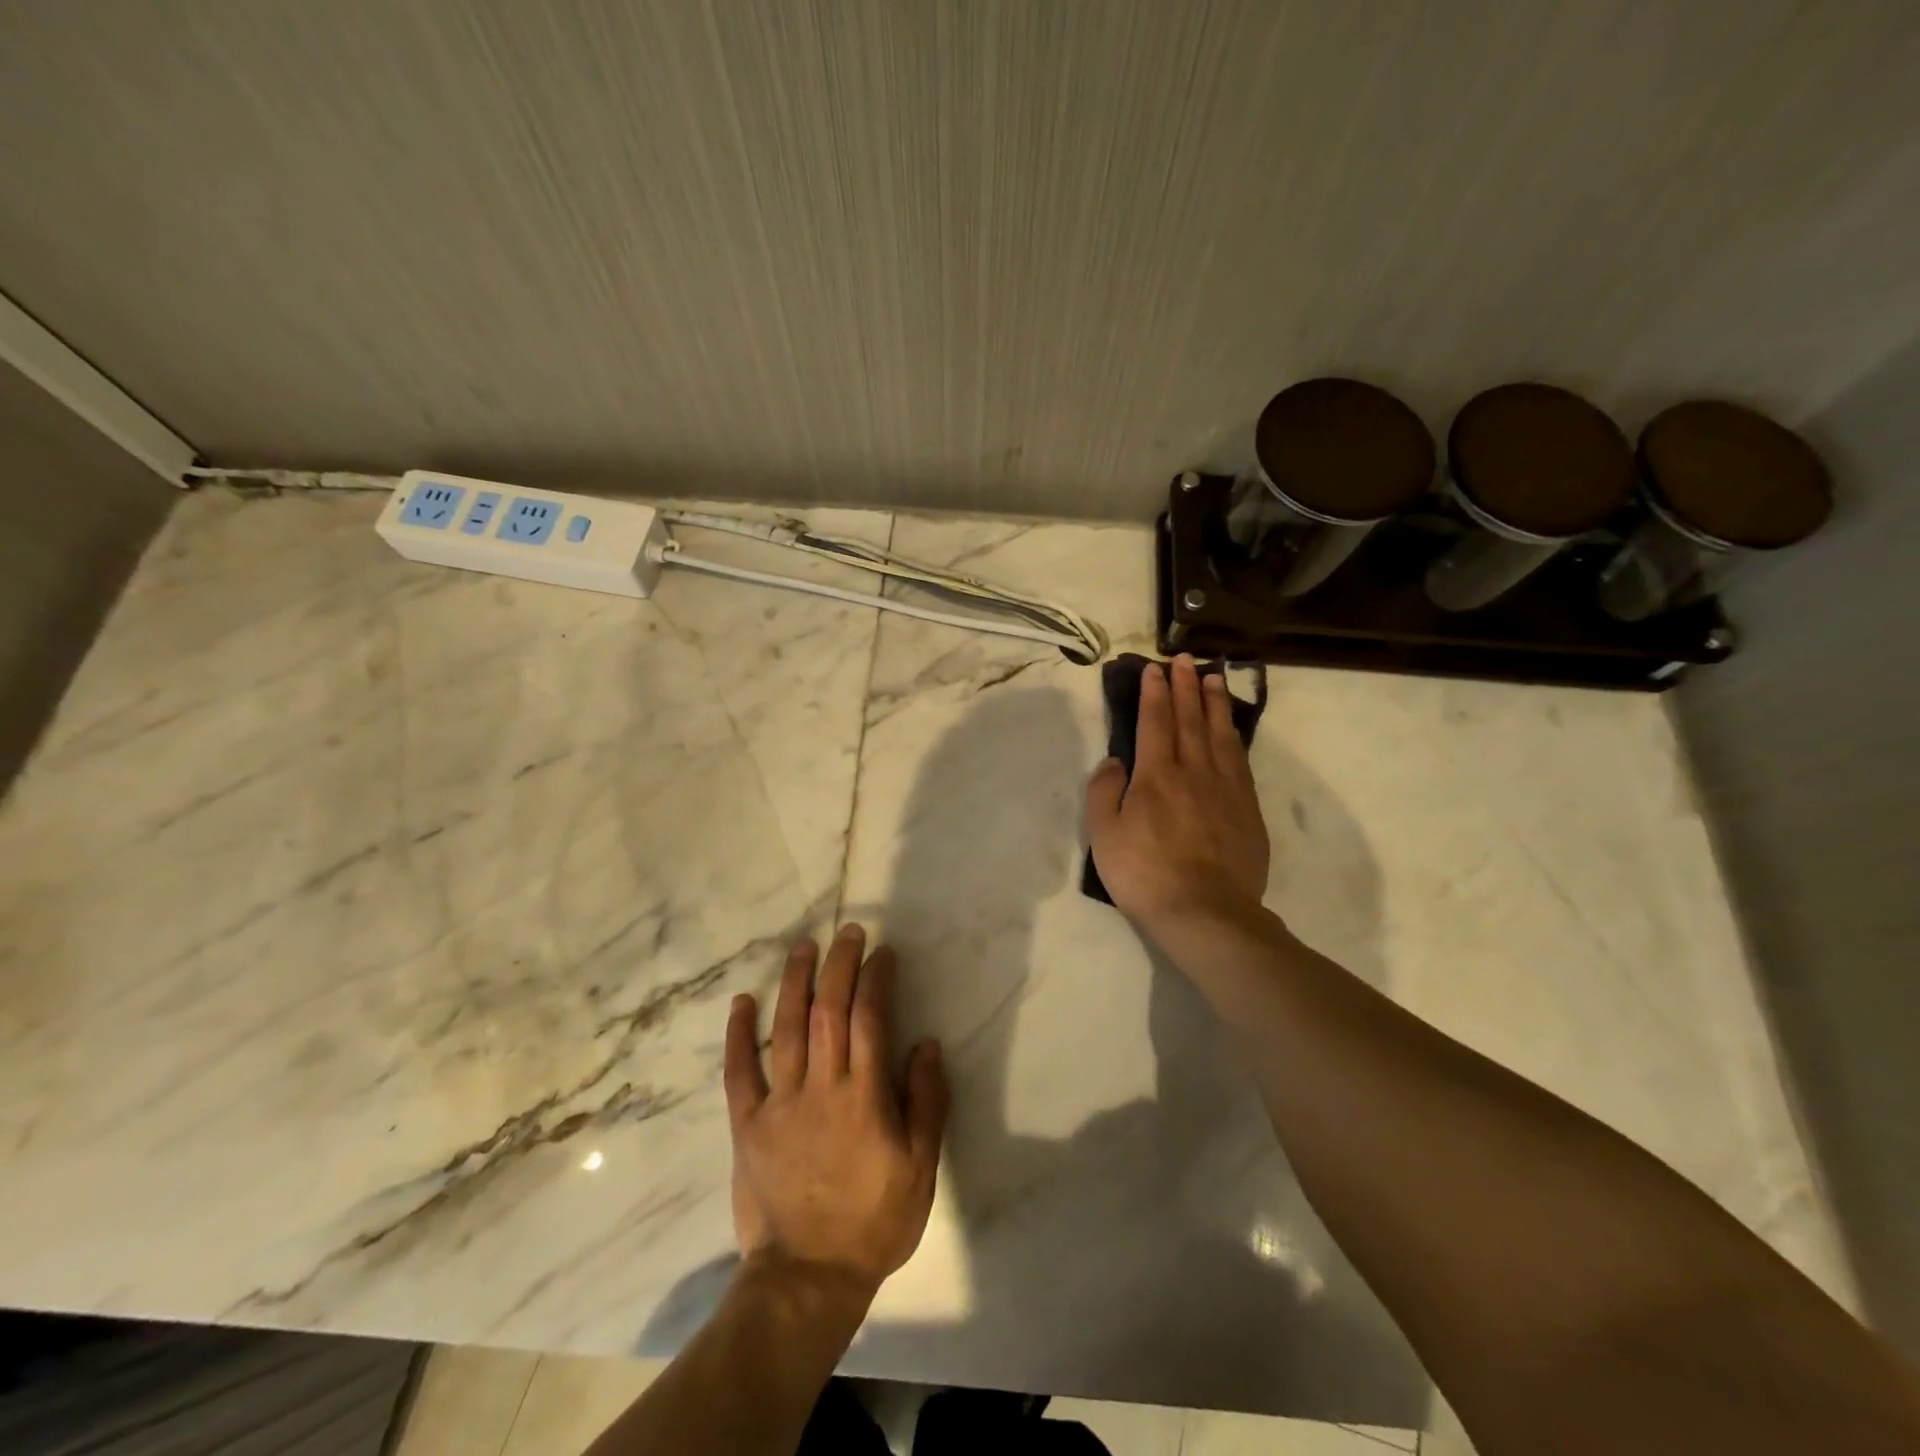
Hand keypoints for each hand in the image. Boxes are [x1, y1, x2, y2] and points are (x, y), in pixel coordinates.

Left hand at [723, 925, 948, 1300]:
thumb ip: (927, 1102)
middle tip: (847, 932)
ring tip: (803, 946)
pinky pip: (739, 1071)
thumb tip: (927, 1045)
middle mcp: (821, 1087)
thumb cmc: (874, 1220)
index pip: (870, 1019)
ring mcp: (780, 1103)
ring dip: (795, 981)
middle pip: (828, 1010)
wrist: (807, 1277)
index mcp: (864, 1096)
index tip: (882, 953)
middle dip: (839, 965)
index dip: (876, 979)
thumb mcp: (920, 1167)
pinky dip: (739, 1034)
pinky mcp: (747, 1124)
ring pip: (786, 1028)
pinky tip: (742, 1001)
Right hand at [1085, 655, 1270, 934]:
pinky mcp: (1247, 809)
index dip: (1153, 693)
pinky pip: (1240, 760)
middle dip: (1185, 686)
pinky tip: (1231, 728)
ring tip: (1213, 677)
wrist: (1206, 912)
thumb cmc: (1145, 874)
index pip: (1154, 722)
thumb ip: (1103, 792)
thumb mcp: (1103, 835)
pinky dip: (1234, 736)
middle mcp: (1193, 771)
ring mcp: (1226, 788)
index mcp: (1156, 775)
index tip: (1154, 668)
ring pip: (1220, 734)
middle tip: (1184, 659)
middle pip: (1189, 719)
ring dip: (1214, 703)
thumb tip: (1115, 761)